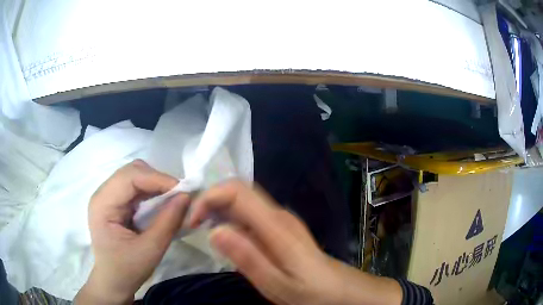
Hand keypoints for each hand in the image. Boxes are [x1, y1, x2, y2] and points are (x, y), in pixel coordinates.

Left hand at [75, 160, 188, 304]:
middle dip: (157, 179)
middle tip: (178, 195)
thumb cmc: (127, 270)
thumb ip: (168, 222)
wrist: (113, 281)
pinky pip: (134, 187)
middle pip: (132, 171)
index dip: (157, 179)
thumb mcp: (150, 250)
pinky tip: (160, 203)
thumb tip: (186, 197)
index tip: (183, 191)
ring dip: (155, 184)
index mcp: (103, 204)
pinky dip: (150, 191)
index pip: (130, 177)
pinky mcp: (114, 202)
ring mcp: (107, 196)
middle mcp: (102, 194)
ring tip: (172, 199)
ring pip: (134, 176)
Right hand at [189, 181, 402, 304]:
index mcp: (276, 226)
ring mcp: (280, 219)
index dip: (209, 197)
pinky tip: (225, 237)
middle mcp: (278, 214)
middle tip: (194, 226)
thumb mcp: (276, 284)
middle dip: (211, 201)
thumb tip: (215, 230)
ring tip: (203, 231)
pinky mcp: (279, 226)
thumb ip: (247, 258)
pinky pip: (249, 213)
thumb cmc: (309, 291)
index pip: (237, 191)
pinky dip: (230, 218)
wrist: (336, 289)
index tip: (193, 221)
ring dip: (218, 209)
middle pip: (238, 190)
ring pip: (242, 200)